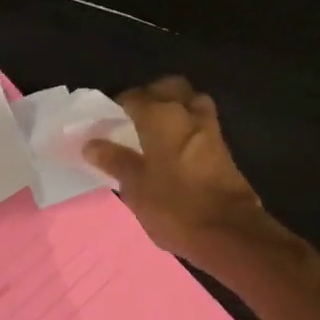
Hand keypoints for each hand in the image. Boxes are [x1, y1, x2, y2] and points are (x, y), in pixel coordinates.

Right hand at [83, 76, 269, 260]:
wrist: (228, 232)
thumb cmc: (173, 206)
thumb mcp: (134, 186)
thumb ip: (114, 159)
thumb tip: (92, 143)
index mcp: (160, 116)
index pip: (134, 96)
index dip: (118, 105)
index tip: (107, 119)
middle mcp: (187, 113)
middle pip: (169, 87)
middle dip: (152, 94)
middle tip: (134, 117)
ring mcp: (210, 129)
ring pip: (191, 101)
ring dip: (175, 107)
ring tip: (157, 130)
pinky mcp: (224, 149)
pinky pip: (202, 124)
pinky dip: (188, 126)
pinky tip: (174, 148)